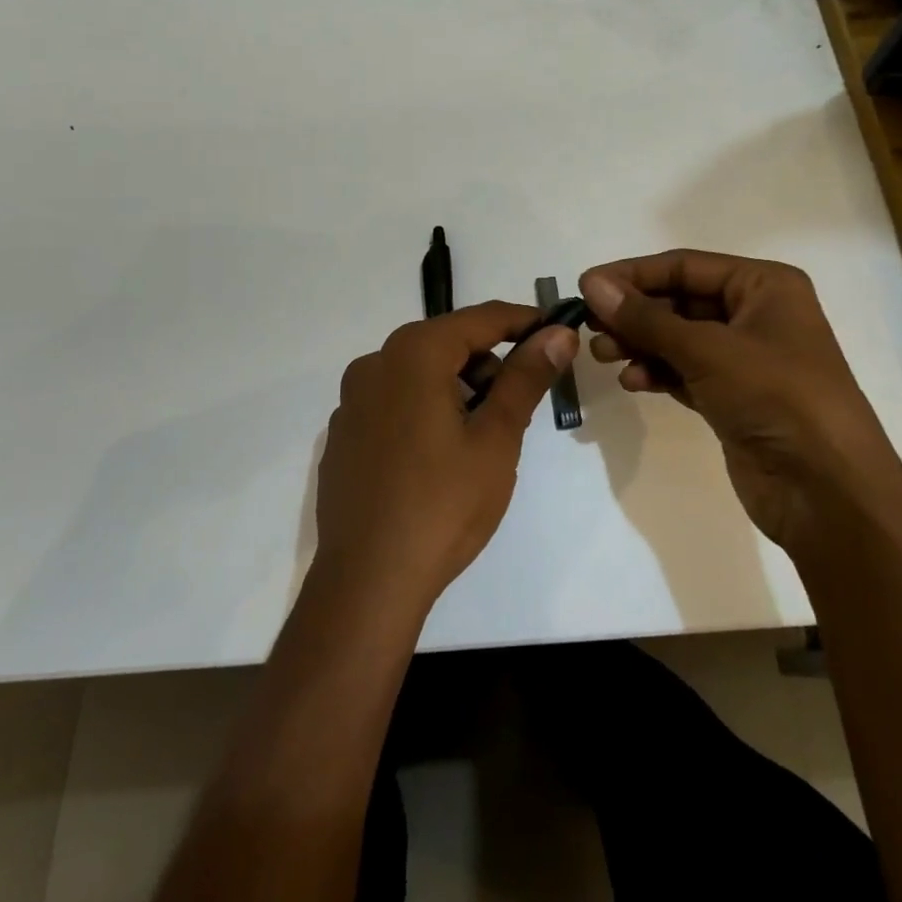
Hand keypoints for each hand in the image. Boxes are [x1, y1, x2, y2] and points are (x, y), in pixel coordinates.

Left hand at [316, 302, 578, 609]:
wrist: (367, 583)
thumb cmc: (443, 505)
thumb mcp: (496, 438)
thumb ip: (527, 377)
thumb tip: (558, 333)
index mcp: (413, 354)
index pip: (481, 318)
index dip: (524, 322)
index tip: (557, 334)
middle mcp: (375, 363)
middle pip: (447, 342)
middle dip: (489, 363)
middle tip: (518, 406)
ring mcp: (352, 400)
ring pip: (420, 372)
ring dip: (457, 387)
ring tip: (480, 439)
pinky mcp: (343, 434)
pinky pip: (395, 401)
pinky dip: (425, 409)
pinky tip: (438, 458)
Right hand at [579, 250, 889, 556]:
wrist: (828, 492)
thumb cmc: (776, 397)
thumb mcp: (708, 350)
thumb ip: (646, 318)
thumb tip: (592, 284)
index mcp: (764, 285)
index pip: (685, 265)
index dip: (633, 274)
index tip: (585, 286)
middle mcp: (757, 314)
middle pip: (680, 301)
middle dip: (635, 313)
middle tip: (589, 326)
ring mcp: (746, 359)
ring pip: (679, 339)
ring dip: (641, 344)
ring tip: (603, 355)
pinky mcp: (734, 397)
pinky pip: (686, 372)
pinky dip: (658, 373)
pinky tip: (632, 381)